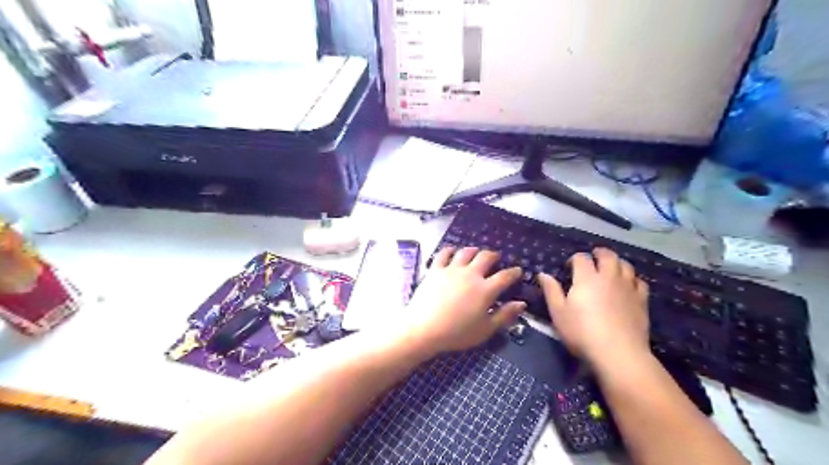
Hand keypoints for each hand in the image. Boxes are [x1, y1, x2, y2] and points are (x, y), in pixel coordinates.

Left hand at [400, 249, 523, 353]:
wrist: (424, 328)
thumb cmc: (457, 333)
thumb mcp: (485, 329)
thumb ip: (505, 315)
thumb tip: (521, 303)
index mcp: (485, 289)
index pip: (505, 276)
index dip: (513, 272)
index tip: (518, 270)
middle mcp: (470, 274)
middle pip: (485, 257)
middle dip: (493, 255)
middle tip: (496, 257)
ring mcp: (452, 270)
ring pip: (465, 252)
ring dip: (473, 250)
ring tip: (476, 251)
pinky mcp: (435, 269)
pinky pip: (443, 254)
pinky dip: (449, 250)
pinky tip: (452, 251)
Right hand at [542, 248, 649, 364]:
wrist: (618, 353)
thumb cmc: (581, 332)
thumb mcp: (558, 313)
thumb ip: (551, 291)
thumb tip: (543, 274)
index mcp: (586, 278)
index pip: (581, 258)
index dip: (574, 259)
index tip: (569, 267)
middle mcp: (608, 277)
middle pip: (608, 256)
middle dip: (599, 253)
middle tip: (594, 256)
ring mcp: (628, 288)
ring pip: (626, 265)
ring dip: (617, 262)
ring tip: (611, 267)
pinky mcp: (641, 301)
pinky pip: (640, 282)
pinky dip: (633, 279)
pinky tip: (628, 285)